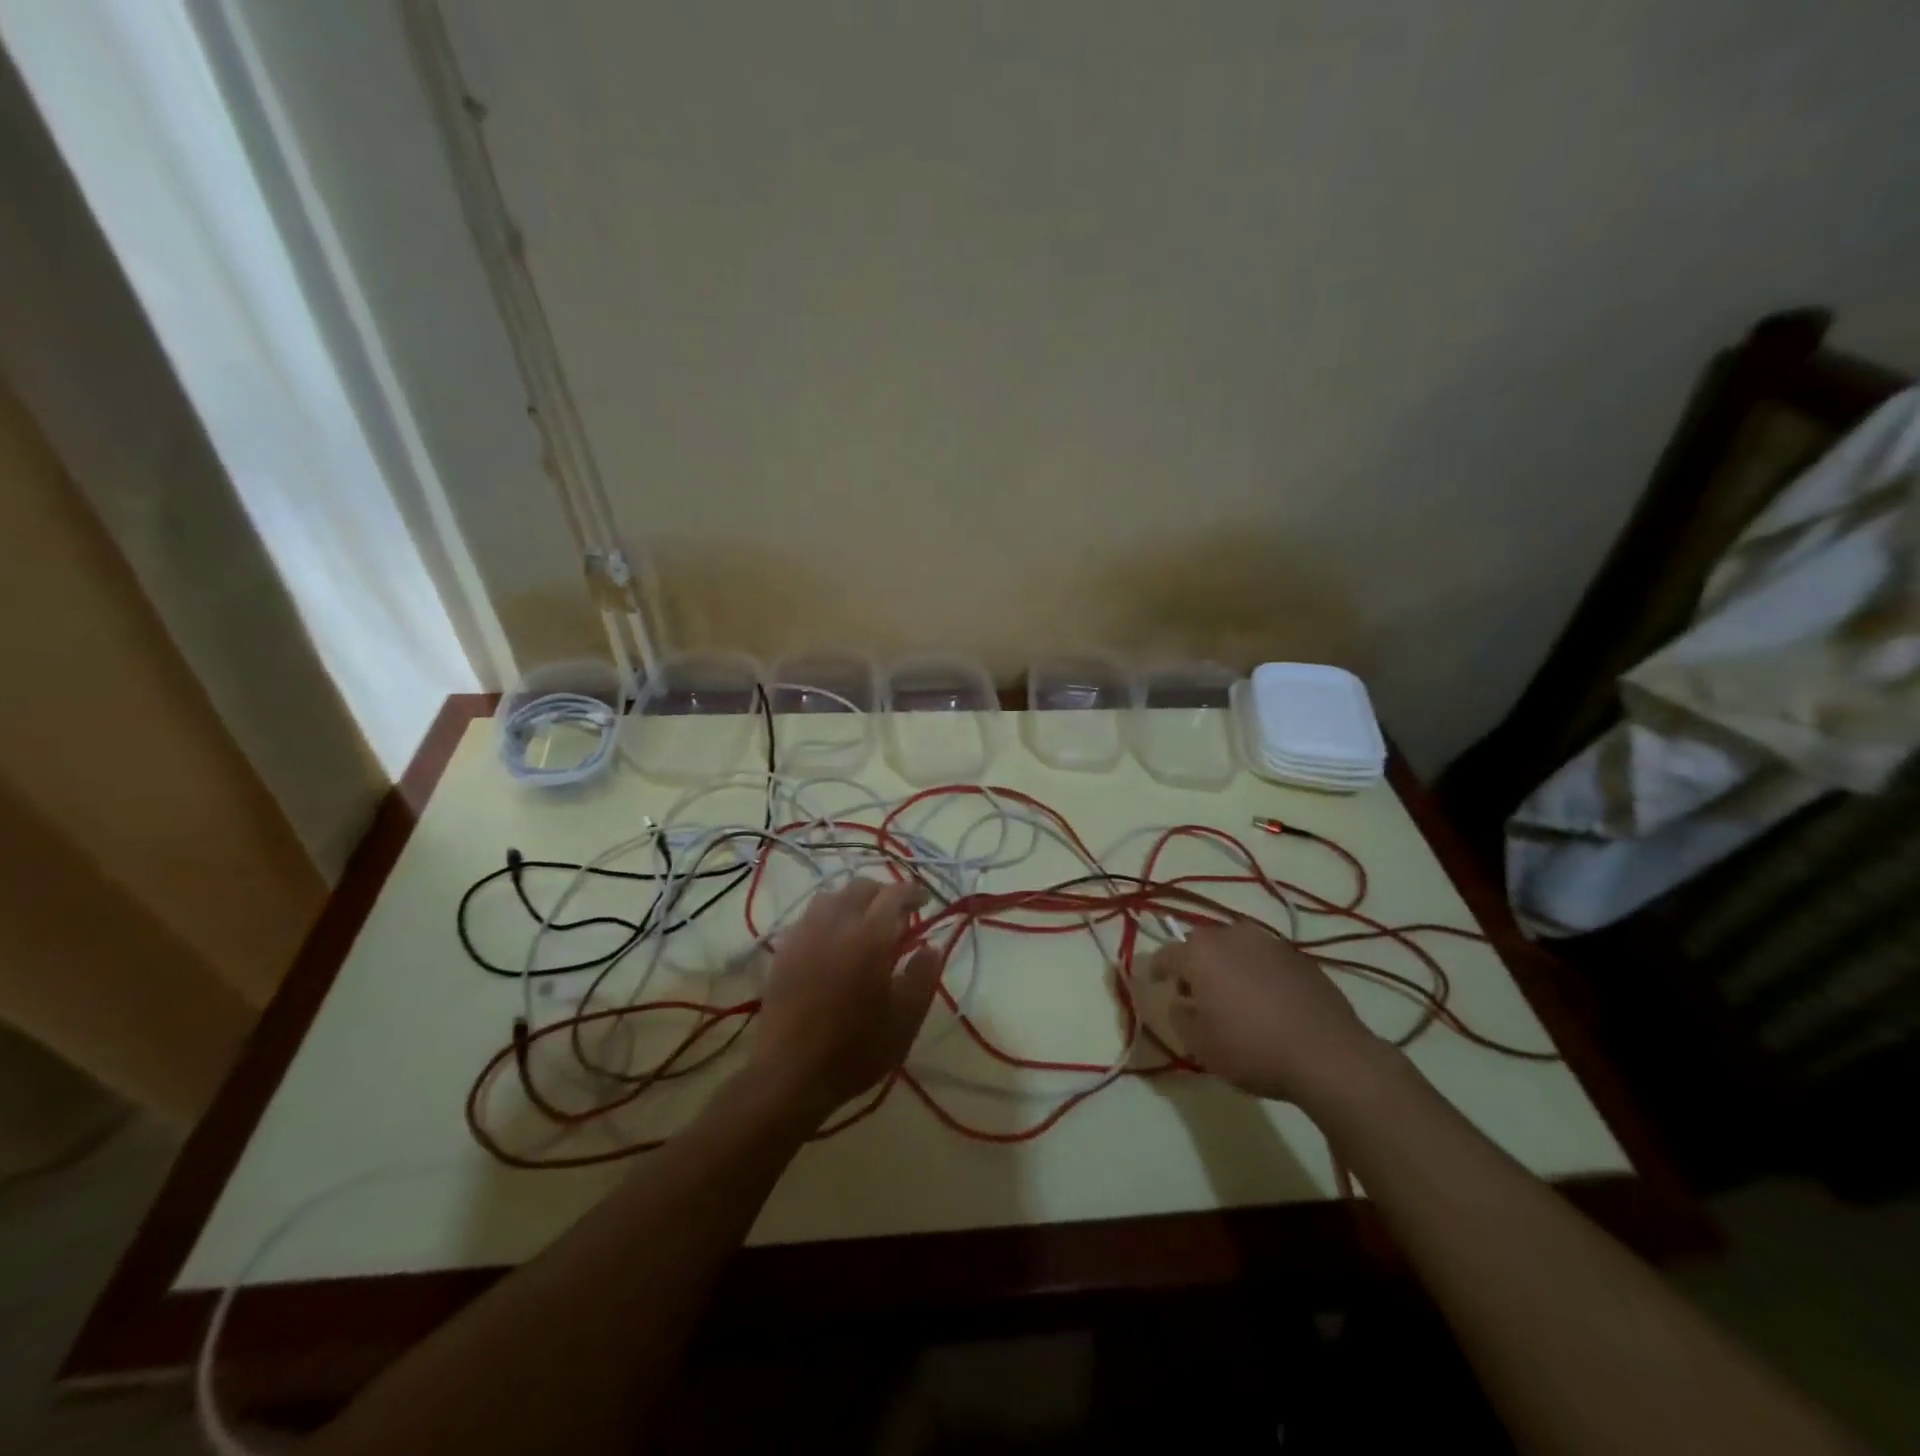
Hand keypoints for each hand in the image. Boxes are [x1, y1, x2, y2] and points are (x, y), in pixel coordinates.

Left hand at [749, 877, 941, 1120]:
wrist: (790, 1075)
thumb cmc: (856, 1049)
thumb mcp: (905, 1019)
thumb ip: (923, 976)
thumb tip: (931, 946)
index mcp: (869, 936)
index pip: (894, 894)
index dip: (913, 892)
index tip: (924, 902)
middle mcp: (835, 924)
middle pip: (861, 887)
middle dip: (883, 893)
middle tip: (897, 915)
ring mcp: (804, 935)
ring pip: (831, 897)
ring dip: (852, 901)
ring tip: (864, 924)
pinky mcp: (784, 951)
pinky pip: (809, 917)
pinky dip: (828, 917)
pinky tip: (833, 942)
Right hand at [1149, 919, 1390, 1111]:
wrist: (1328, 1055)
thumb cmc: (1253, 1049)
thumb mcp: (1201, 1045)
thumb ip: (1180, 1017)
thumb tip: (1181, 1003)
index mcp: (1201, 953)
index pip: (1166, 954)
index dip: (1157, 968)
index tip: (1155, 982)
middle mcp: (1232, 936)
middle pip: (1202, 944)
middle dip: (1194, 964)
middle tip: (1196, 992)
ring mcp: (1269, 943)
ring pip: (1236, 947)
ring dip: (1228, 965)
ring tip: (1233, 994)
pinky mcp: (1299, 957)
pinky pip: (1265, 959)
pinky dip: (1257, 973)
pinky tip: (1266, 1001)